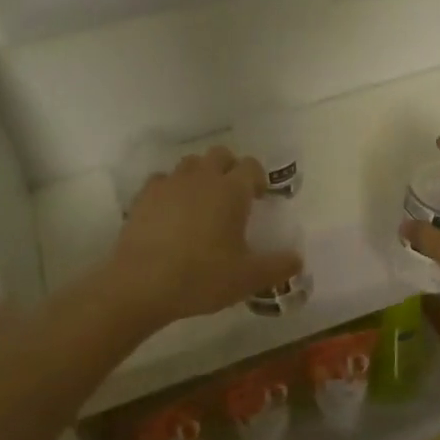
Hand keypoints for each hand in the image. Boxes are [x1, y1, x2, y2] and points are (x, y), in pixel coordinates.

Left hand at [107, 147, 302, 327]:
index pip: (251, 166)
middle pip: (220, 154)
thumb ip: (279, 266)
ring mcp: (170, 183)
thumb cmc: (202, 277)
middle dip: (229, 169)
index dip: (258, 178)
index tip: (258, 198)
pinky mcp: (143, 196)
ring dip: (200, 176)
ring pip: (190, 164)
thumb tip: (298, 259)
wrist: (141, 284)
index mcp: (231, 190)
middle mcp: (202, 177)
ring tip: (201, 203)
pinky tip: (170, 213)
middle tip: (232, 197)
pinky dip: (171, 190)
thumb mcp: (248, 278)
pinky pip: (162, 181)